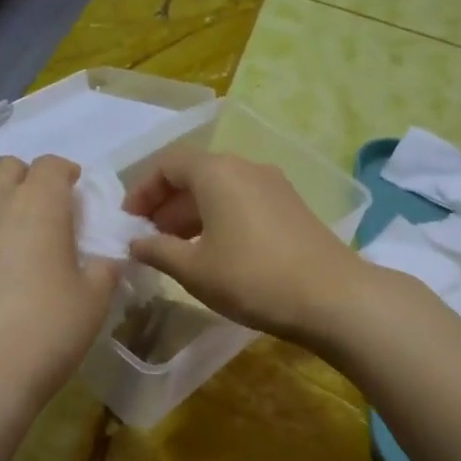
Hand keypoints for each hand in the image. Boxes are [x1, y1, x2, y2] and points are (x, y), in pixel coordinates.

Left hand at [0, 156, 118, 423]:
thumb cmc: (44, 335)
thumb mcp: (93, 304)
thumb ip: (103, 272)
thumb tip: (104, 260)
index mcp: (39, 207)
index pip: (51, 166)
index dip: (64, 172)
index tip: (74, 189)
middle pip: (5, 168)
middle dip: (25, 180)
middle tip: (39, 211)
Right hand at [122, 149, 371, 345]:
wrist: (331, 296)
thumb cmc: (251, 278)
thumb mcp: (195, 270)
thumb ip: (158, 251)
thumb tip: (135, 243)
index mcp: (217, 172)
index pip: (168, 163)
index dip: (143, 190)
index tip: (129, 222)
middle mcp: (246, 167)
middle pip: (196, 174)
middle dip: (166, 204)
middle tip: (149, 239)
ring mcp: (274, 185)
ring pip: (221, 189)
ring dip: (192, 213)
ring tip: (177, 250)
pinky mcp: (291, 206)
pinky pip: (243, 201)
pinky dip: (220, 218)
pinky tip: (215, 252)